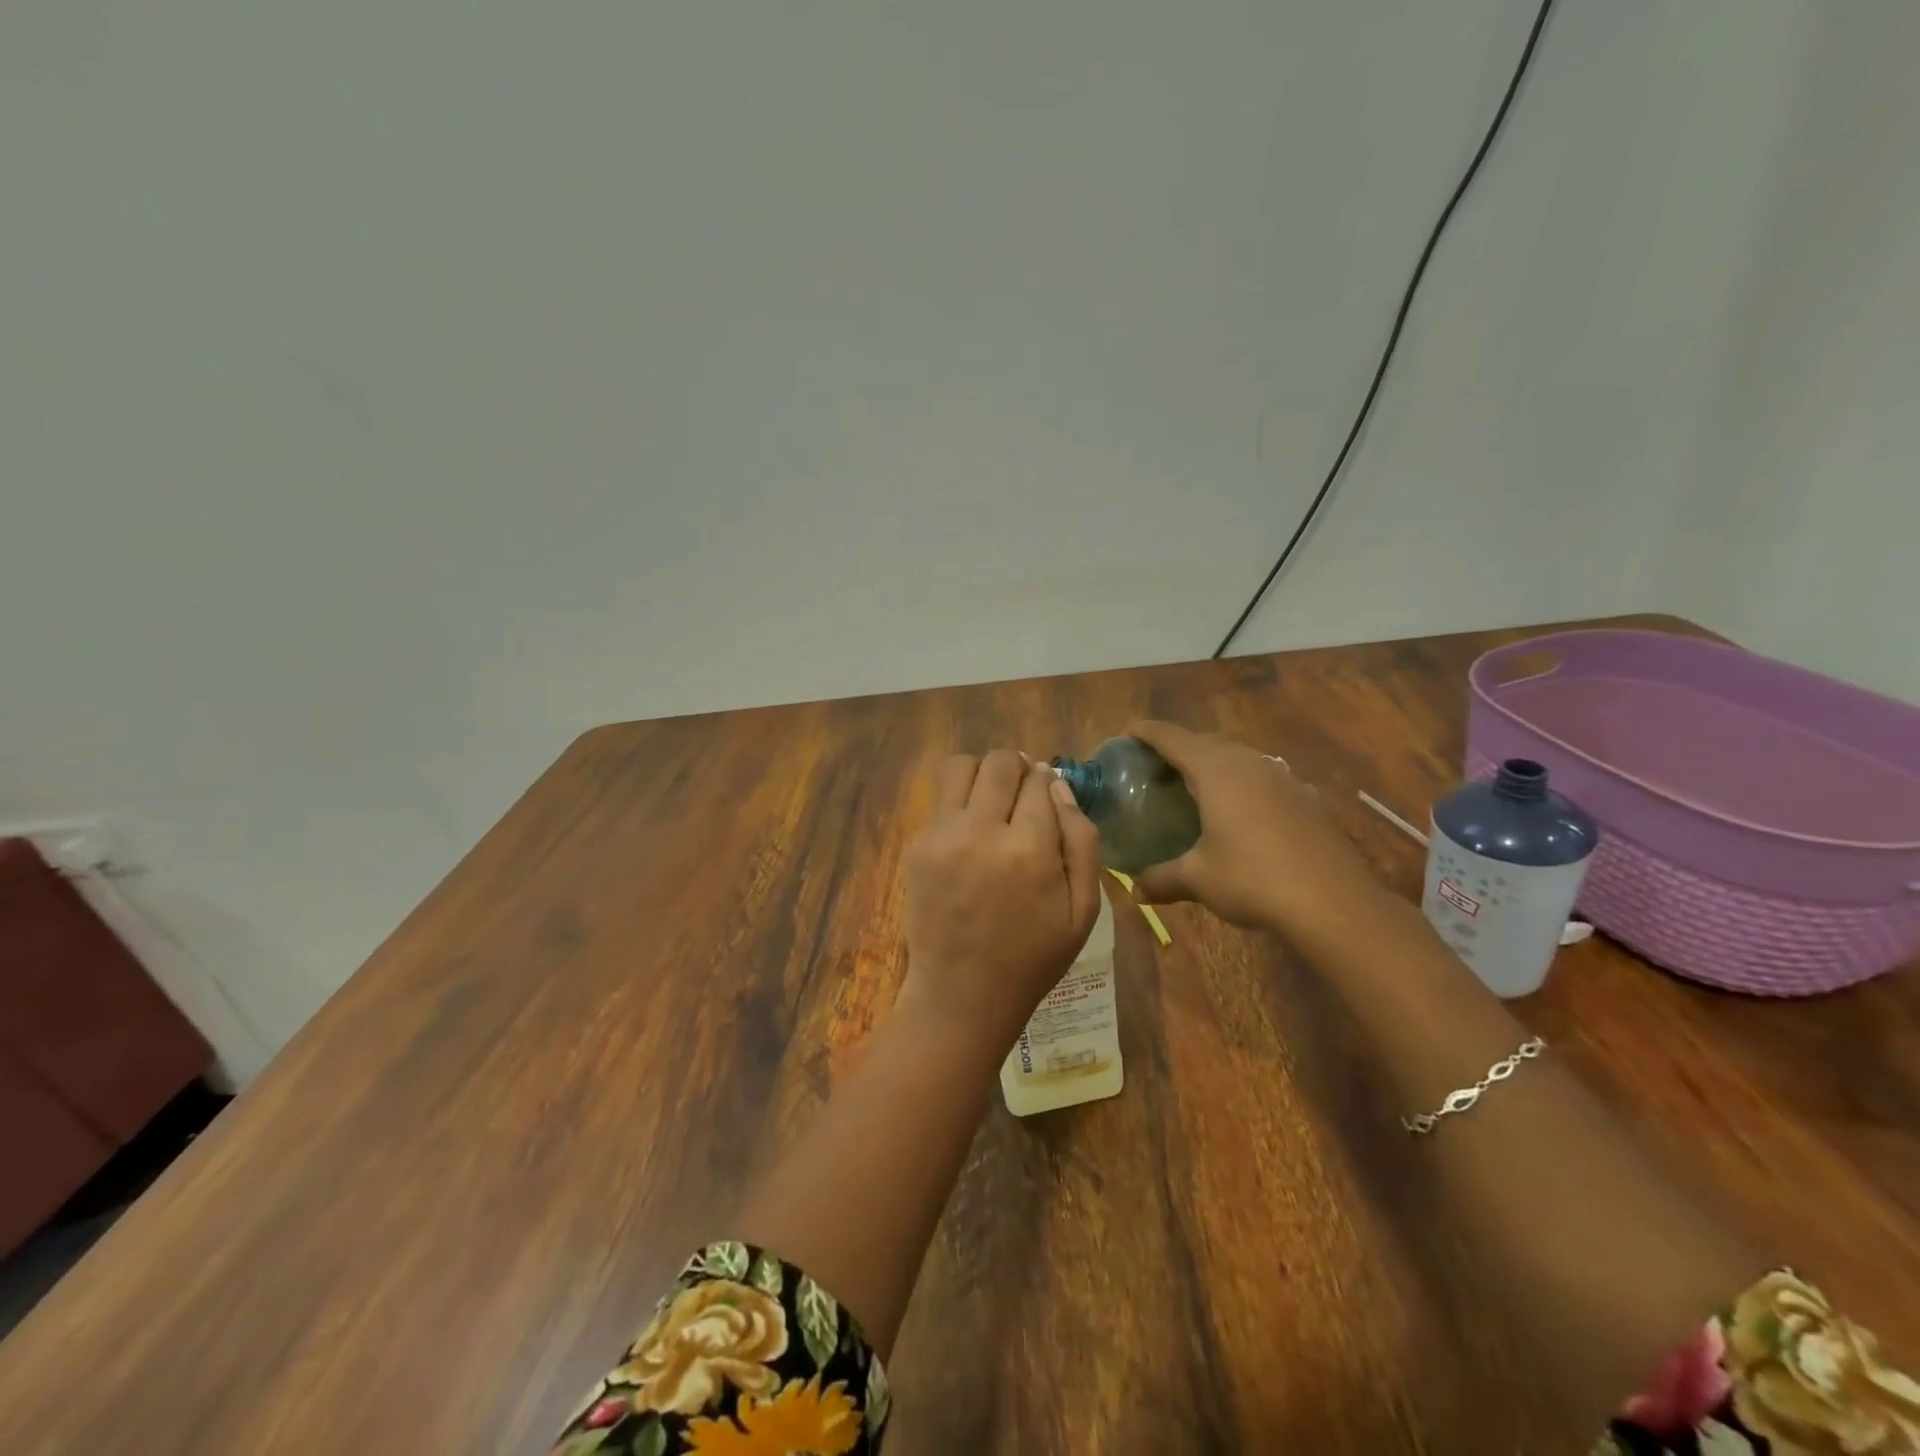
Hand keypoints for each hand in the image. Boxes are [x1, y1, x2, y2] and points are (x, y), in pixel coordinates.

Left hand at [898, 750, 1102, 1050]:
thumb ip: (1082, 840)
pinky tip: (970, 834)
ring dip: (982, 774)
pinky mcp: (917, 846)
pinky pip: (940, 800)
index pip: (1040, 779)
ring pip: (961, 766)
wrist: (963, 994)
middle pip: (1000, 762)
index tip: (1049, 797)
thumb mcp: (1083, 909)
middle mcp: (981, 831)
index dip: (1049, 782)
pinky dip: (959, 803)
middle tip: (1023, 794)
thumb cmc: (1033, 957)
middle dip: (1018, 769)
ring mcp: (942, 836)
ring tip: (993, 802)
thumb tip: (1060, 787)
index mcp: (1029, 849)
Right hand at [1127, 721, 1383, 933]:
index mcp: (1216, 770)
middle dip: (1179, 748)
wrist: (1334, 903)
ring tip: (1198, 789)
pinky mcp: (1307, 798)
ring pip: (1240, 758)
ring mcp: (1284, 778)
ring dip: (1215, 765)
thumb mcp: (1197, 880)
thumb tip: (1136, 889)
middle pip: (1206, 741)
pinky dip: (1245, 787)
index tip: (1126, 734)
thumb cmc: (1253, 879)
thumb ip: (1161, 878)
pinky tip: (1245, 815)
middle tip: (1156, 769)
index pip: (1172, 737)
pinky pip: (1266, 780)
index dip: (1146, 732)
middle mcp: (1250, 762)